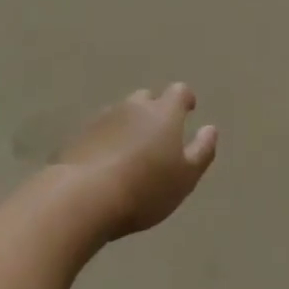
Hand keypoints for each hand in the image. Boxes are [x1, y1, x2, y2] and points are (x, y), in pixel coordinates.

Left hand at [55, 83, 217, 240]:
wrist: (83, 197)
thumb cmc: (144, 188)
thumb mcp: (185, 177)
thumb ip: (202, 151)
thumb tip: (210, 129)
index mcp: (164, 112)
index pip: (179, 91)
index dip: (185, 100)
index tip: (188, 110)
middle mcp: (133, 106)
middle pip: (147, 98)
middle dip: (155, 110)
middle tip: (158, 135)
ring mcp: (102, 118)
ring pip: (121, 113)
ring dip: (128, 125)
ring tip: (131, 152)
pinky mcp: (78, 135)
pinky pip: (99, 131)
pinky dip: (106, 140)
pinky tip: (105, 163)